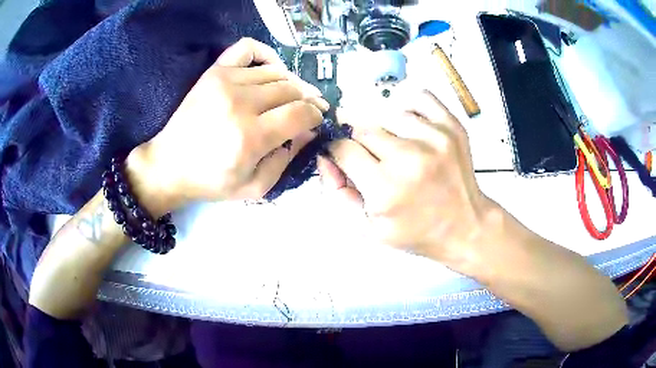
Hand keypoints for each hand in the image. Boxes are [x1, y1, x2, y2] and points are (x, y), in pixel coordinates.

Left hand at [135, 38, 328, 208]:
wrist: (170, 165)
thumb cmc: (211, 181)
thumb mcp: (255, 187)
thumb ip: (287, 160)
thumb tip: (307, 131)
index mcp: (251, 137)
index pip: (300, 113)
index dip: (315, 116)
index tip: (315, 120)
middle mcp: (241, 103)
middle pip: (291, 90)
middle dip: (307, 100)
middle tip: (307, 109)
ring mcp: (226, 82)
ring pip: (276, 72)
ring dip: (291, 83)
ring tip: (292, 95)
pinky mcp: (215, 72)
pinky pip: (248, 48)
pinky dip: (266, 54)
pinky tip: (271, 68)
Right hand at [319, 90, 497, 266]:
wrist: (464, 227)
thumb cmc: (416, 232)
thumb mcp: (368, 227)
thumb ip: (337, 192)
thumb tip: (324, 156)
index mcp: (385, 188)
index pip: (342, 148)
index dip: (338, 152)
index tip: (345, 157)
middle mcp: (409, 157)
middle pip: (362, 128)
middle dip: (360, 142)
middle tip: (373, 159)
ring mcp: (434, 137)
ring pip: (387, 113)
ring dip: (385, 128)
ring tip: (396, 148)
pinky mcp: (451, 126)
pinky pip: (419, 97)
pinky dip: (409, 107)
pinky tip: (410, 126)